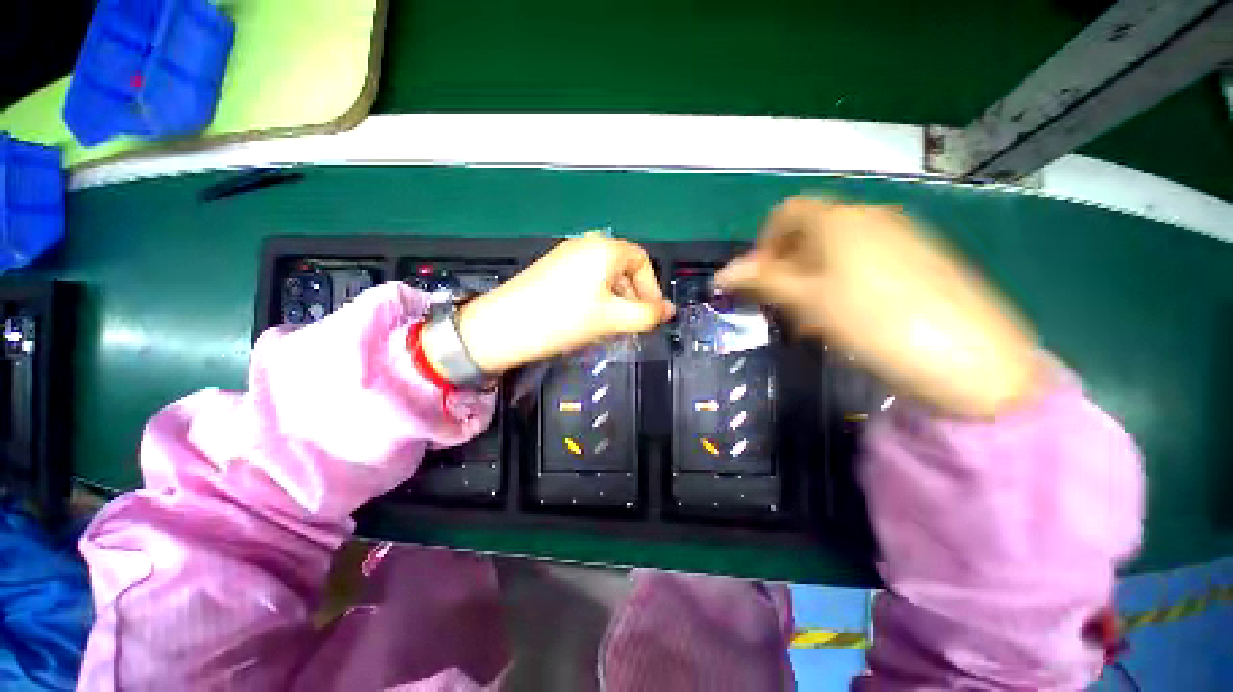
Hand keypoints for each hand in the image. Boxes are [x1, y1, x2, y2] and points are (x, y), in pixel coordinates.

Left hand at [450, 234, 674, 373]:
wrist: (502, 327)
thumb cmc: (563, 319)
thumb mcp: (612, 319)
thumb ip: (648, 315)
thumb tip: (669, 311)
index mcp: (604, 248)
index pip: (642, 261)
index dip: (651, 289)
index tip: (650, 315)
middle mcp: (586, 244)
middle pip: (623, 268)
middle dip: (633, 297)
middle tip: (631, 325)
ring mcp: (566, 255)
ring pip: (605, 276)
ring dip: (615, 300)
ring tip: (610, 326)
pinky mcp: (552, 269)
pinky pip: (586, 280)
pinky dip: (596, 298)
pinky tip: (589, 319)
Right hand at [715, 197, 1040, 417]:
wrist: (971, 360)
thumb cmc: (873, 322)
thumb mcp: (807, 301)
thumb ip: (762, 281)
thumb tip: (721, 275)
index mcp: (840, 219)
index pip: (786, 214)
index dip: (763, 244)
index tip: (758, 280)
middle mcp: (871, 217)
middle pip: (811, 232)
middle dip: (786, 265)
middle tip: (782, 305)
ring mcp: (902, 236)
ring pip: (837, 250)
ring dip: (811, 278)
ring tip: (813, 318)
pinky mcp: (923, 260)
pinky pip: (866, 262)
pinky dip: (842, 283)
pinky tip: (848, 316)